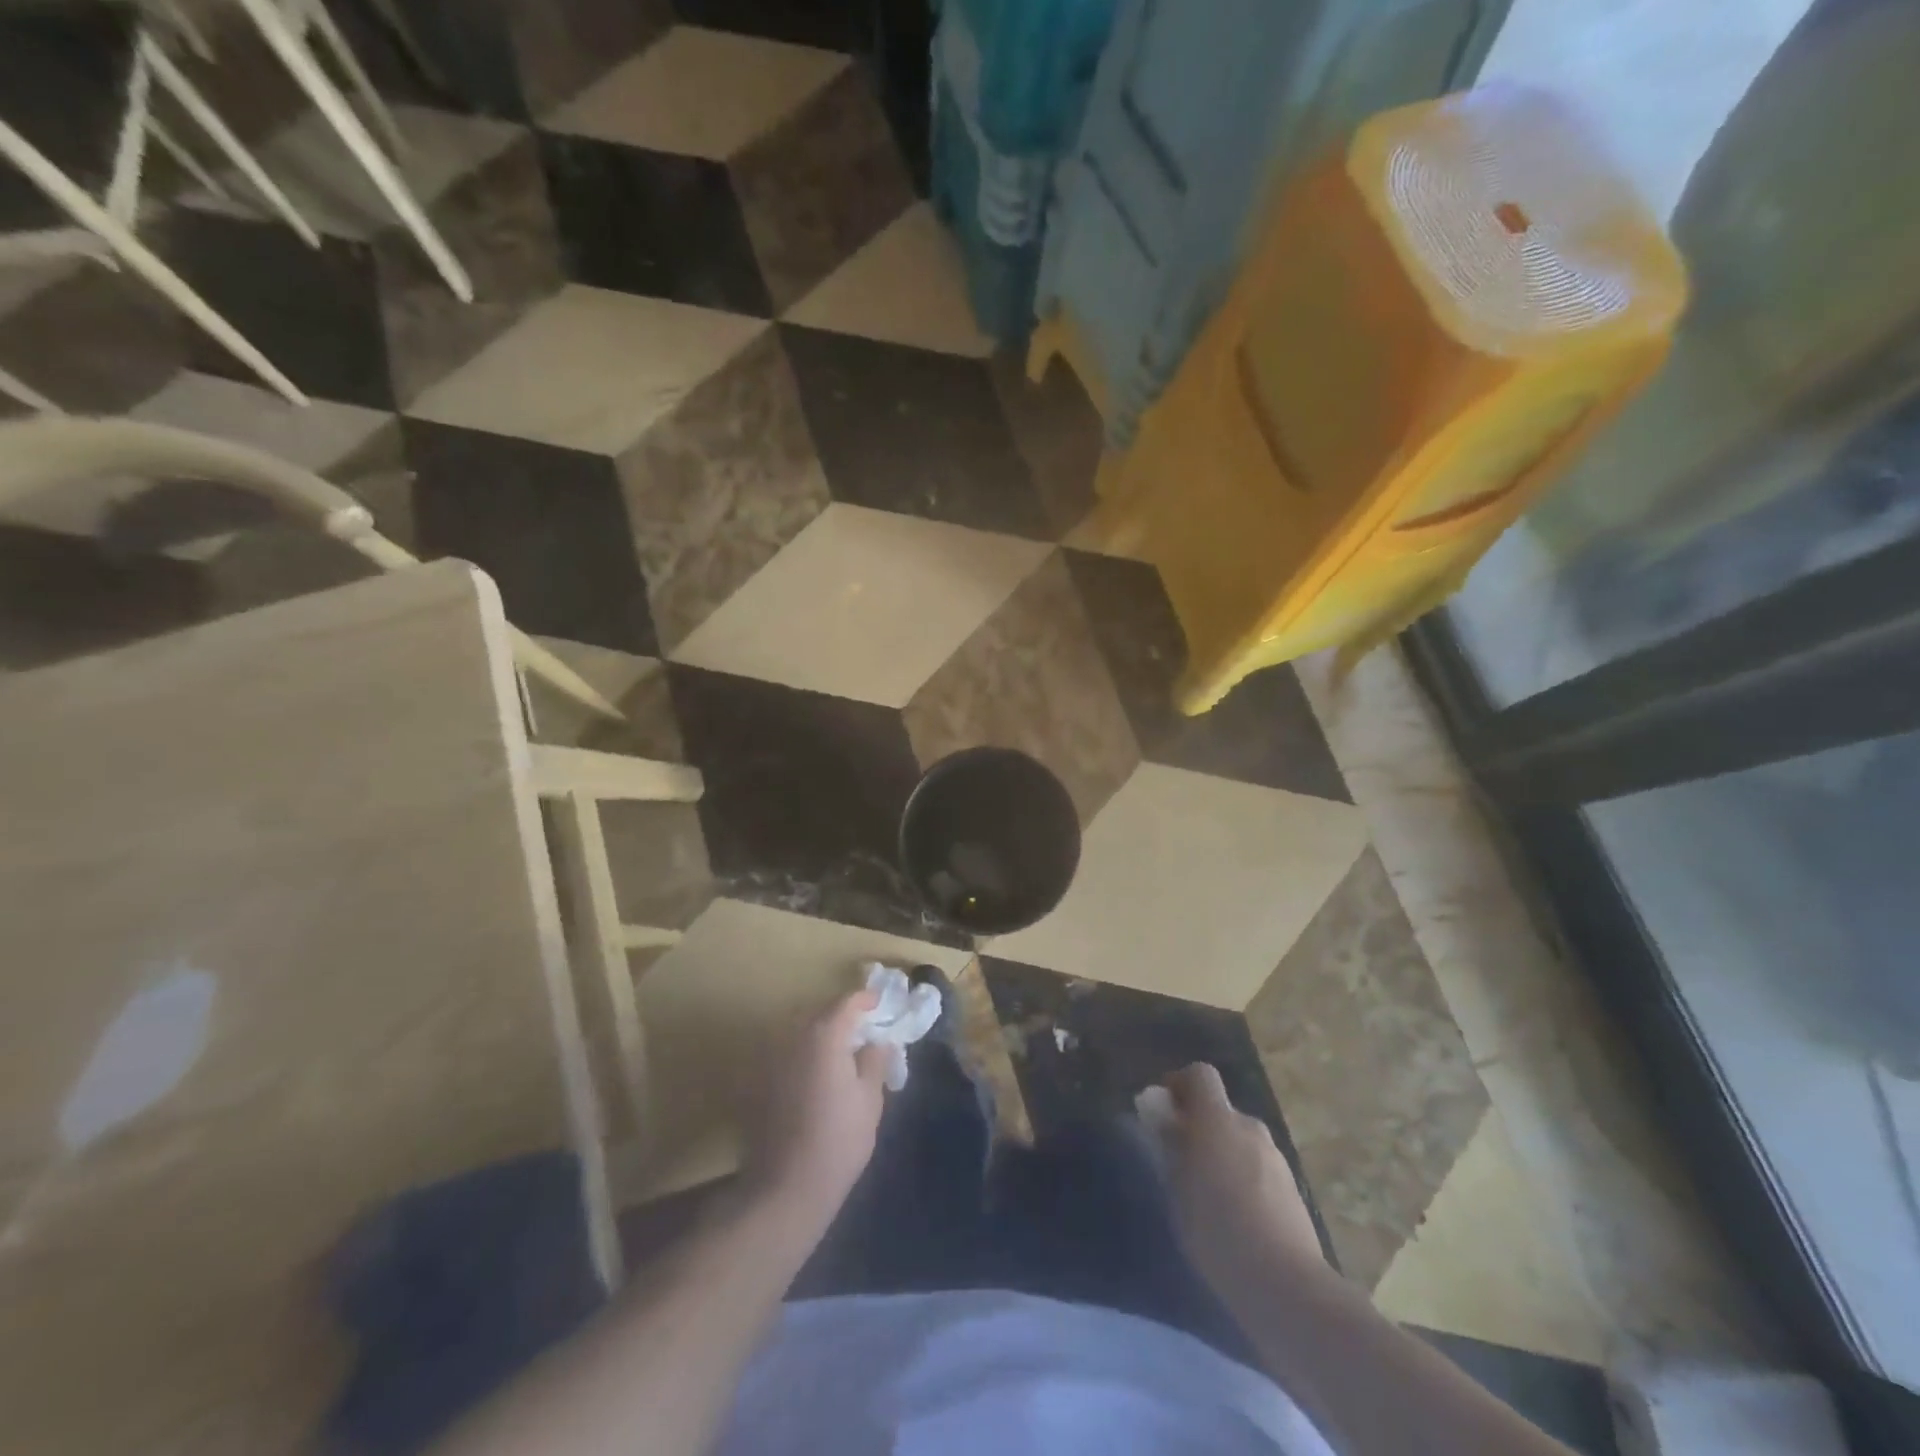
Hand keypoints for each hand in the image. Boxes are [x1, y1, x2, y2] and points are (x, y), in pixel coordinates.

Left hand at [745, 990, 890, 1222]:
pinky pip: (787, 1052)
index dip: (865, 999)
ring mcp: (771, 1058)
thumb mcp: (870, 1098)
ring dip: (820, 1033)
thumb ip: (875, 1060)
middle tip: (862, 1028)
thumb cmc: (839, 1140)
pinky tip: (816, 1074)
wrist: (786, 1187)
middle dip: (841, 1015)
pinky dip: (803, 1053)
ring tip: (840, 1050)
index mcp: (824, 1035)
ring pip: (800, 1031)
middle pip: (820, 1012)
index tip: (879, 1004)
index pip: (846, 1002)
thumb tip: (877, 1041)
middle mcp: (793, 1037)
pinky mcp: (759, 1081)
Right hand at [1150, 1063, 1327, 1293]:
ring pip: (1239, 1141)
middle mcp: (1250, 1128)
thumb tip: (1160, 1114)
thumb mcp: (1178, 1188)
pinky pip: (1257, 1167)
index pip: (1200, 1075)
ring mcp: (1276, 1158)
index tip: (1163, 1112)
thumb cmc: (1218, 1231)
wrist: (1287, 1287)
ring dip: (1221, 1153)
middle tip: (1180, 1162)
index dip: (1179, 1084)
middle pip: (1220, 1111)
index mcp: (1218, 1120)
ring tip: (1206, 1197)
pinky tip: (1235, 1218)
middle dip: (1199, 1126)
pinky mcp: (1293, 1189)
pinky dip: (1242, 1177)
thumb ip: (1169, 1145)